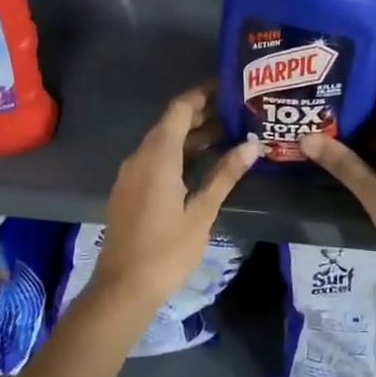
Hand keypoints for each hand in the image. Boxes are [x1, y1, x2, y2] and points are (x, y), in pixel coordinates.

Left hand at [93, 85, 258, 307]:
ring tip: (229, 136)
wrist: (123, 288)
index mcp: (157, 156)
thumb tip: (252, 145)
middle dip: (203, 115)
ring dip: (192, 136)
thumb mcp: (202, 212)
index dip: (203, 94)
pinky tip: (203, 164)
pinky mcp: (129, 190)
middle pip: (171, 123)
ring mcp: (131, 174)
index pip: (180, 109)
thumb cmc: (167, 250)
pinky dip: (179, 153)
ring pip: (163, 142)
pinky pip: (155, 159)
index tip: (230, 88)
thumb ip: (225, 175)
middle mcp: (140, 157)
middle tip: (238, 113)